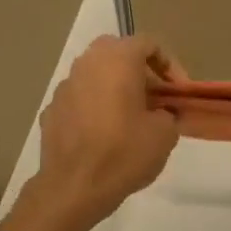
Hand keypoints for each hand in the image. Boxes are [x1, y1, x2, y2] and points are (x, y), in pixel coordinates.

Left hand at [25, 35, 183, 226]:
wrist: (74, 186)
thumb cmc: (124, 153)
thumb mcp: (165, 134)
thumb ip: (169, 113)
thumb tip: (162, 113)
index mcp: (117, 59)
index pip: (149, 44)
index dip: (170, 65)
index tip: (179, 92)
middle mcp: (87, 63)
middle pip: (118, 54)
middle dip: (140, 73)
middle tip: (155, 100)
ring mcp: (64, 86)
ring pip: (96, 76)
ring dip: (115, 89)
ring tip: (131, 119)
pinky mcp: (52, 110)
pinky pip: (80, 100)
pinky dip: (95, 108)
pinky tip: (104, 136)